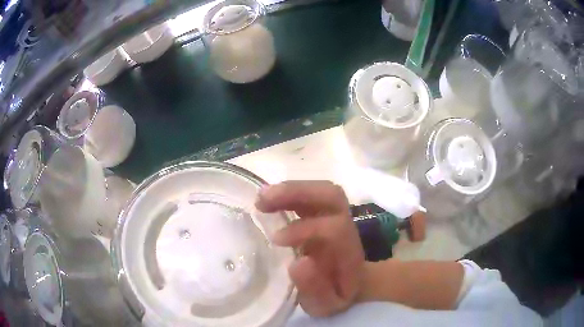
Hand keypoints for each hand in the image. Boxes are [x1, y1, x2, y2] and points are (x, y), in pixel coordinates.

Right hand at [255, 181, 364, 316]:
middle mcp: (345, 227)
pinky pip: (311, 194)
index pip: (334, 228)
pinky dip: (290, 192)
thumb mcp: (326, 305)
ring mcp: (336, 216)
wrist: (353, 284)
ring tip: (261, 198)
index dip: (305, 229)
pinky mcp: (325, 213)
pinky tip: (269, 199)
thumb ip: (315, 289)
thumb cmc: (337, 296)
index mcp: (348, 252)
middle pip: (331, 195)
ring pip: (321, 190)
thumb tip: (298, 263)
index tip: (276, 239)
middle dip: (298, 193)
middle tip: (263, 202)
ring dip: (291, 189)